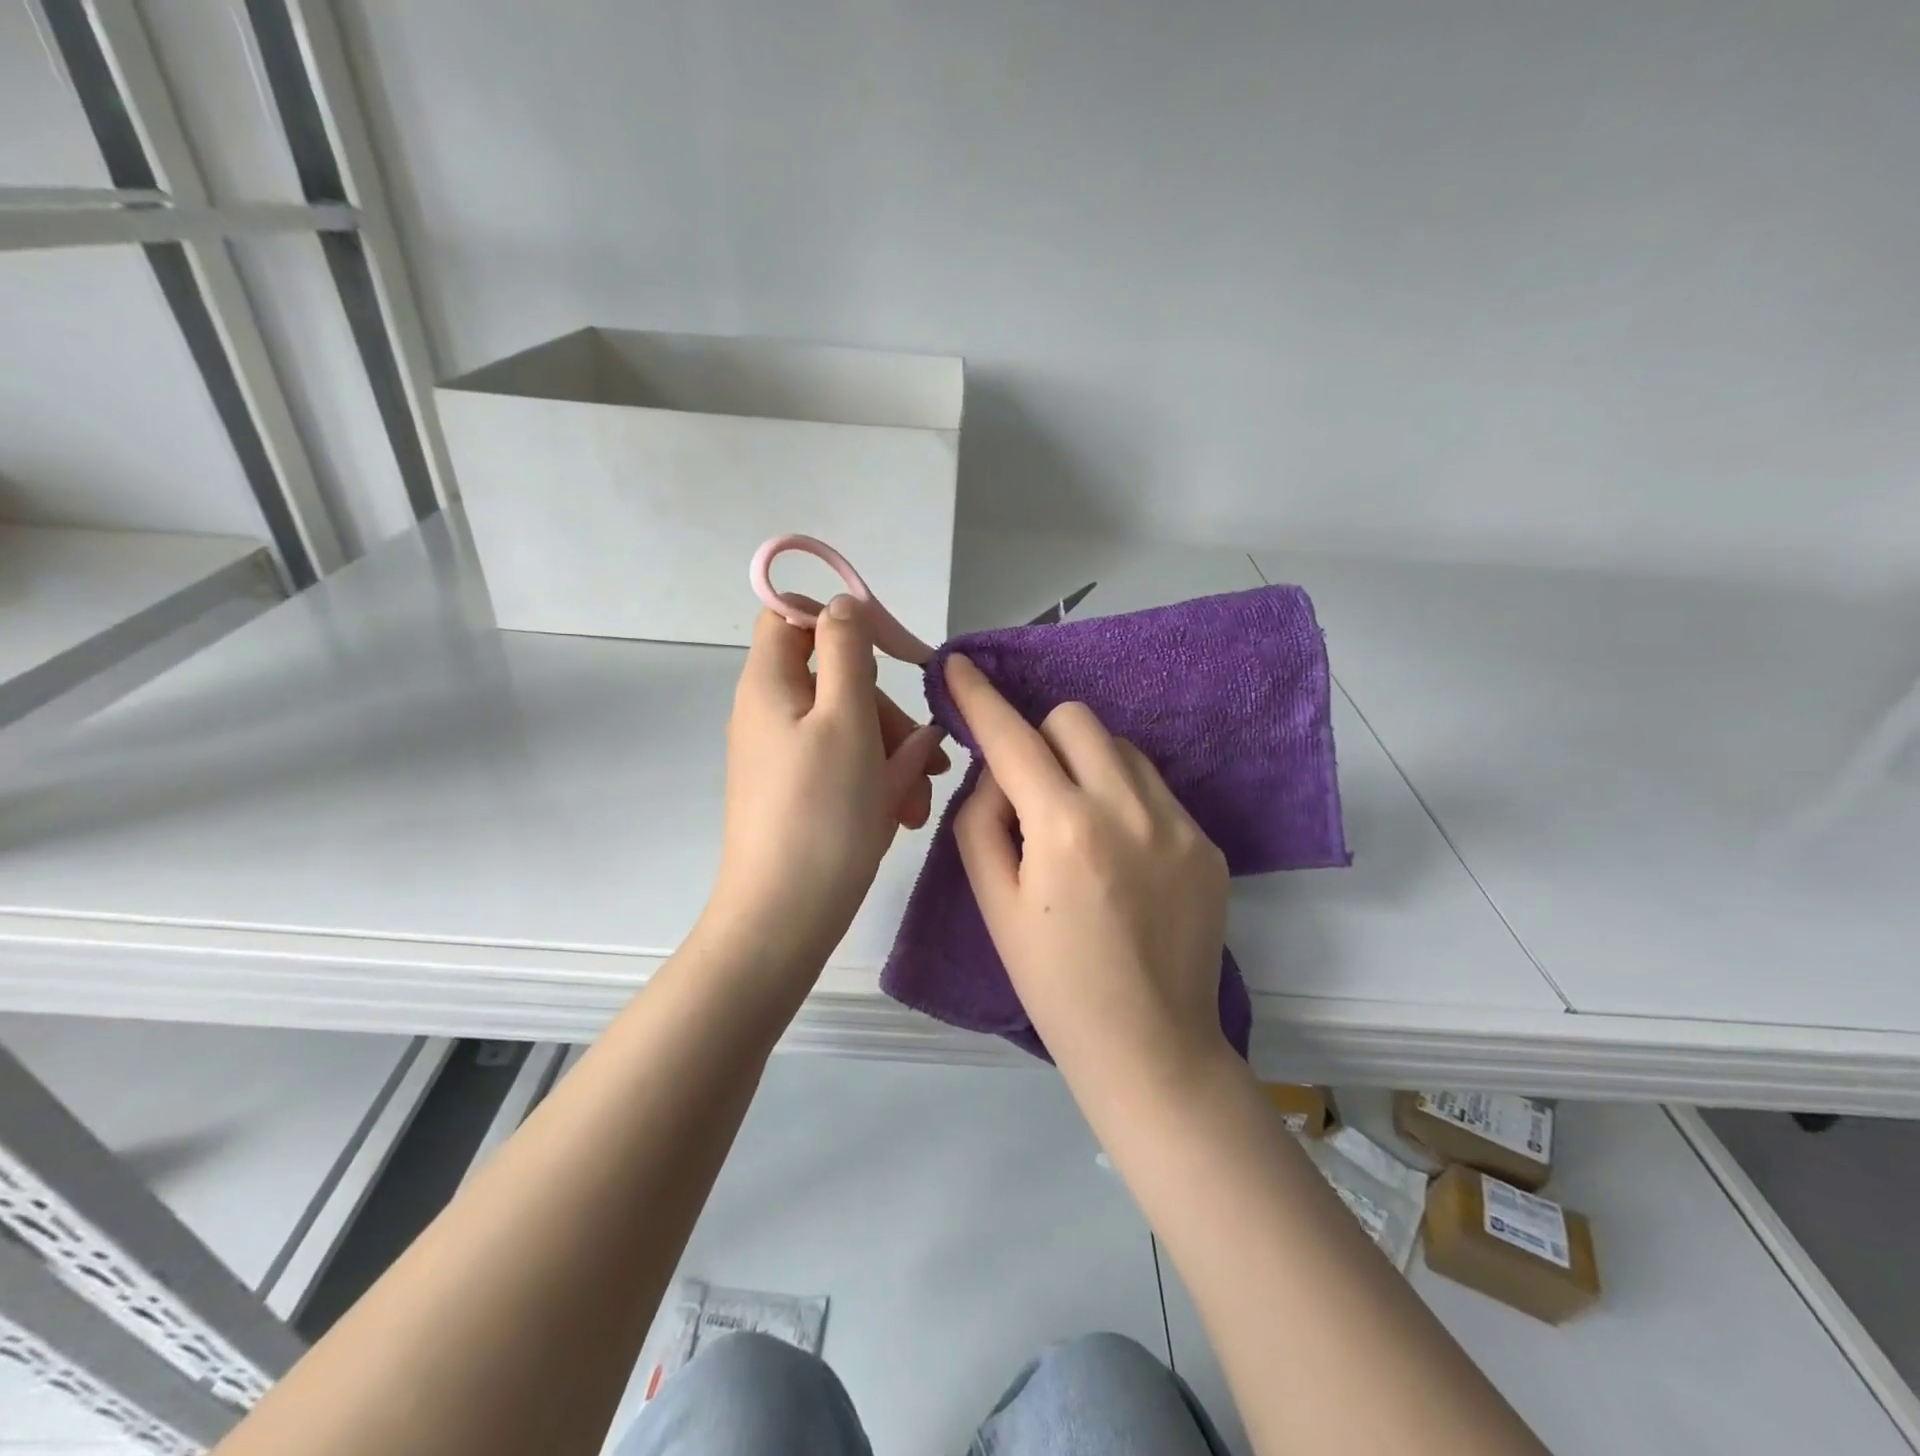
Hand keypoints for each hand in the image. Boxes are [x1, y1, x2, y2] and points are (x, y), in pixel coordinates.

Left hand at [704, 597, 948, 977]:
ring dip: (894, 754)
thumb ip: (847, 651)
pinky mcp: (801, 793)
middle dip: (887, 712)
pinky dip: (878, 781)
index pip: (791, 617)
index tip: (890, 649)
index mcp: (771, 684)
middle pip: (838, 679)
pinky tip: (902, 812)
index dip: (840, 619)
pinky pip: (845, 767)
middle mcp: (772, 714)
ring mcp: (786, 756)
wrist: (785, 916)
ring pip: (852, 728)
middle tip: (922, 754)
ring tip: (918, 801)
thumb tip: (843, 604)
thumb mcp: (846, 718)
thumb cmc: (820, 810)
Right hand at [943, 653, 1231, 1085]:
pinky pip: (1153, 787)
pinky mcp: (1206, 841)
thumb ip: (982, 822)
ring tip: (1080, 825)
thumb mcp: (995, 905)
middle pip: (1077, 719)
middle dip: (1042, 738)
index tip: (959, 665)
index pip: (1012, 738)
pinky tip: (1123, 855)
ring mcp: (1178, 822)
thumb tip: (999, 773)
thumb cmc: (1055, 984)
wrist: (1150, 1046)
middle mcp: (1128, 809)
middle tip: (1032, 791)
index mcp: (1065, 828)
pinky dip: (1124, 797)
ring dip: (1086, 764)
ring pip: (1120, 747)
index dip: (979, 697)